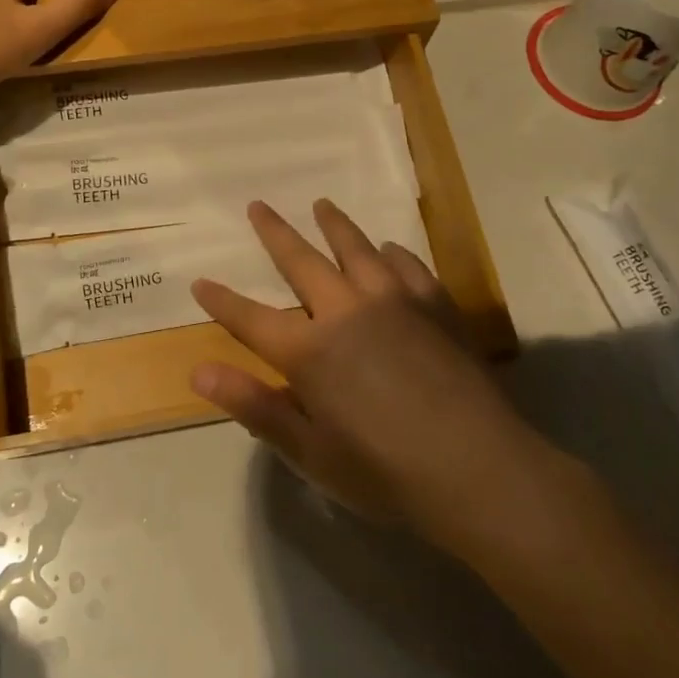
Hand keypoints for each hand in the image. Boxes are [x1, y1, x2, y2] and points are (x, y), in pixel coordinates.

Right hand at [191, 199, 551, 554]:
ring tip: (321, 205)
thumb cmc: (386, 472)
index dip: (221, 302)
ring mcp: (394, 302)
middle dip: (275, 234)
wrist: (479, 469)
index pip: (251, 319)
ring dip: (334, 225)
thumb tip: (199, 371)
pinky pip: (408, 266)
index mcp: (309, 352)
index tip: (200, 282)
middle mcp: (346, 312)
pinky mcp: (436, 305)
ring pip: (356, 250)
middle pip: (301, 262)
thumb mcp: (309, 452)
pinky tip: (389, 249)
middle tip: (258, 206)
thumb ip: (254, 406)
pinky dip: (392, 253)